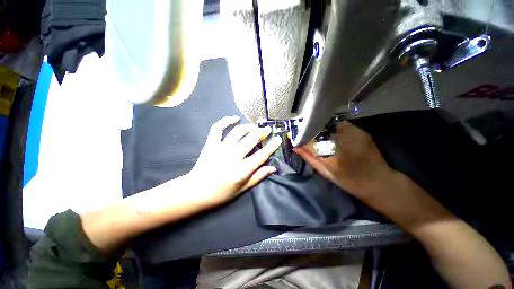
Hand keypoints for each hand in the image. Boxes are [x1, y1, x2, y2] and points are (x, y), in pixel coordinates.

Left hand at [187, 116, 281, 206]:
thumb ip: (258, 177)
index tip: (278, 138)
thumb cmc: (221, 193)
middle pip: (251, 139)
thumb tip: (273, 168)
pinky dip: (226, 120)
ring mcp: (220, 149)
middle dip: (262, 132)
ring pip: (238, 132)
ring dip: (249, 127)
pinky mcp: (211, 144)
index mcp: (241, 170)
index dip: (272, 146)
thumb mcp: (242, 189)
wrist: (196, 191)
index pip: (262, 155)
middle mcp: (233, 157)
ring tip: (254, 127)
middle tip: (267, 130)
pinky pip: (218, 128)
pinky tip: (235, 118)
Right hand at [294, 121, 395, 197]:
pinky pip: (340, 123)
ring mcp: (354, 133)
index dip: (299, 136)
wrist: (379, 181)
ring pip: (330, 123)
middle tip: (299, 129)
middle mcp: (343, 141)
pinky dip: (329, 125)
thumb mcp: (325, 172)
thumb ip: (309, 158)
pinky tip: (326, 130)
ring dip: (318, 125)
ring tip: (311, 128)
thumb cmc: (349, 181)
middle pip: (320, 128)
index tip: (291, 134)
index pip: (310, 141)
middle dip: (307, 127)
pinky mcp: (360, 131)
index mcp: (333, 156)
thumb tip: (295, 147)